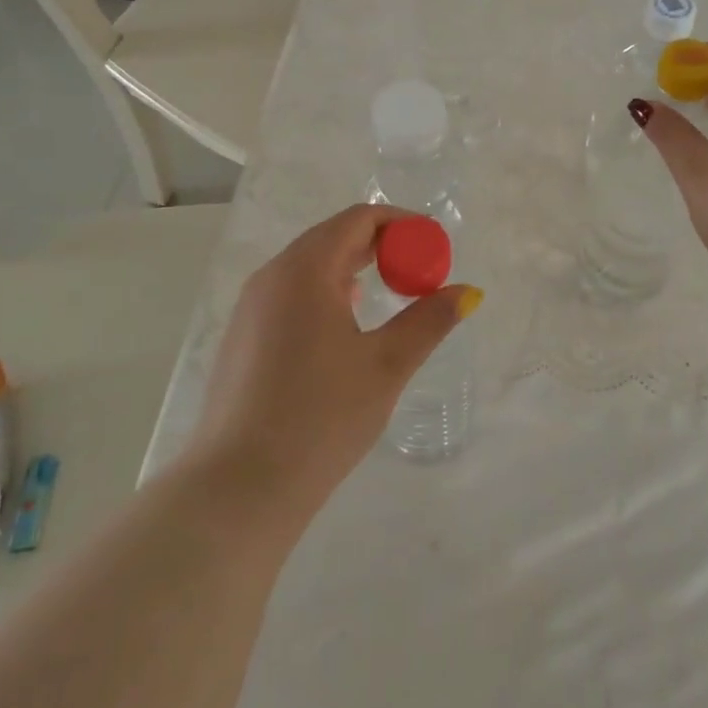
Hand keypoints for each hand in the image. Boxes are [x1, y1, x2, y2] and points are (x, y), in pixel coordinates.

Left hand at [186, 205, 481, 512]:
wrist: (239, 488)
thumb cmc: (321, 418)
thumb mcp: (386, 365)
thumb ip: (429, 321)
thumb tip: (468, 291)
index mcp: (305, 270)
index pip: (358, 219)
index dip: (401, 225)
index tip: (434, 247)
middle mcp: (272, 275)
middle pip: (333, 237)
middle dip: (380, 245)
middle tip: (418, 272)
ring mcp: (251, 306)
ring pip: (309, 265)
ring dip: (352, 268)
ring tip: (388, 294)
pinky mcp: (243, 335)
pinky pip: (290, 292)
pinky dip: (326, 291)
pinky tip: (344, 325)